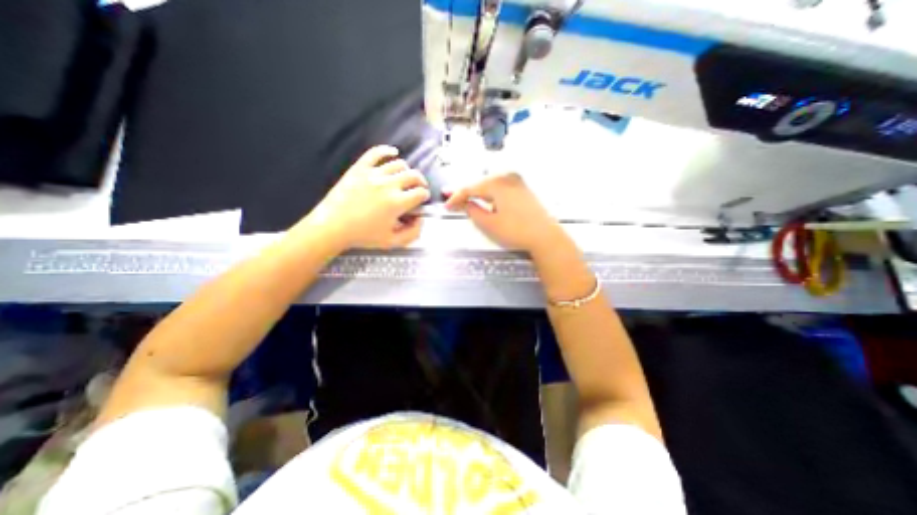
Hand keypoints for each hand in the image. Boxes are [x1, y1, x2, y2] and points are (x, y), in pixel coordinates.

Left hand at [301, 144, 429, 250]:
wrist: (333, 226)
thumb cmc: (363, 236)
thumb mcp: (392, 242)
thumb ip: (412, 233)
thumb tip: (420, 220)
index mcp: (397, 202)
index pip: (420, 193)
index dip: (425, 196)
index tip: (422, 199)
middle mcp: (388, 184)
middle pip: (414, 175)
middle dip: (421, 182)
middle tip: (419, 188)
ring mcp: (373, 174)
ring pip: (399, 164)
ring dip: (406, 170)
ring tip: (404, 177)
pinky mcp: (360, 168)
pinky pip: (376, 153)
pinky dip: (387, 150)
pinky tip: (393, 152)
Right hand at [446, 171, 567, 252]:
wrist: (545, 236)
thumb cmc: (515, 231)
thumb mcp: (489, 223)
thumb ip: (473, 211)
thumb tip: (465, 203)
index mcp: (497, 183)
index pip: (470, 188)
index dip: (456, 197)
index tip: (446, 206)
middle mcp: (507, 177)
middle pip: (480, 184)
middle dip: (465, 192)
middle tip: (451, 198)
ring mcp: (517, 181)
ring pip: (490, 185)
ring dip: (477, 192)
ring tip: (464, 199)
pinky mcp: (523, 189)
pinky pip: (500, 188)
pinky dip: (489, 194)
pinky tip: (483, 199)